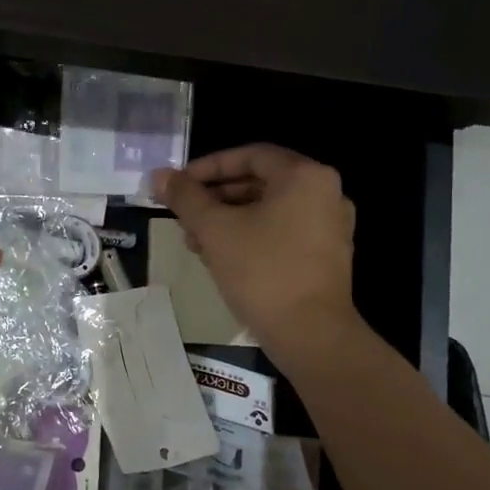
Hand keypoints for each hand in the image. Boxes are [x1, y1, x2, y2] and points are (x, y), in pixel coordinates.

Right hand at [151, 145, 363, 364]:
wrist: (310, 334)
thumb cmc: (262, 271)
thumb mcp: (215, 229)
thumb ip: (185, 197)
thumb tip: (159, 175)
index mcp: (305, 176)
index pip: (250, 155)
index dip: (208, 167)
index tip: (179, 184)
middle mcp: (325, 193)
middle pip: (260, 182)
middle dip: (215, 197)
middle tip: (183, 214)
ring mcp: (330, 226)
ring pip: (269, 209)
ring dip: (228, 219)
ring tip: (195, 241)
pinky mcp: (326, 255)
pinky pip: (282, 231)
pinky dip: (251, 235)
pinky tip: (221, 257)